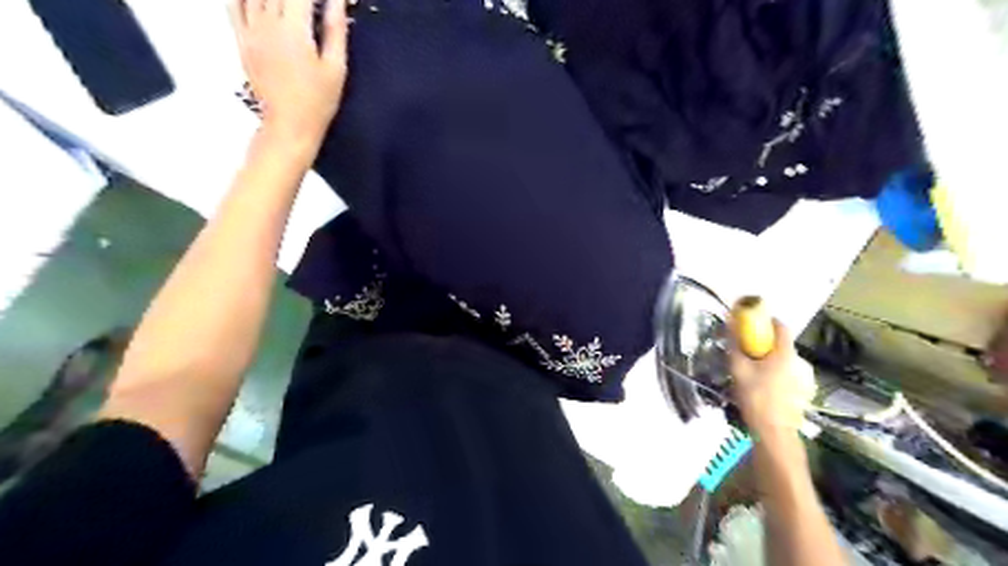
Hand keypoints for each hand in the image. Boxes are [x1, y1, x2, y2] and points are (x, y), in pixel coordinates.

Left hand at [229, 0, 350, 145]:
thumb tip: (337, 2)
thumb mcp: (336, 68)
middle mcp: (267, 23)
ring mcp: (250, 30)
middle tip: (311, 6)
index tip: (333, 1)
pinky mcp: (242, 40)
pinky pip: (234, 5)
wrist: (289, 125)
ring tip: (292, 7)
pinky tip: (262, 2)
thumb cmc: (317, 102)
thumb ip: (335, 30)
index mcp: (294, 30)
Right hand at [730, 320, 814, 434]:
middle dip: (764, 341)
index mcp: (784, 353)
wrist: (774, 430)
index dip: (768, 320)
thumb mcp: (739, 369)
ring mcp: (801, 378)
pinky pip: (785, 372)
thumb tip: (729, 327)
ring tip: (751, 366)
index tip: (753, 321)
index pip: (781, 327)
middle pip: (782, 343)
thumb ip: (734, 346)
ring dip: (768, 357)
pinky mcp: (800, 391)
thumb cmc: (756, 396)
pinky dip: (774, 370)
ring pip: (783, 359)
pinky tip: (760, 383)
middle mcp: (797, 362)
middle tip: (746, 346)